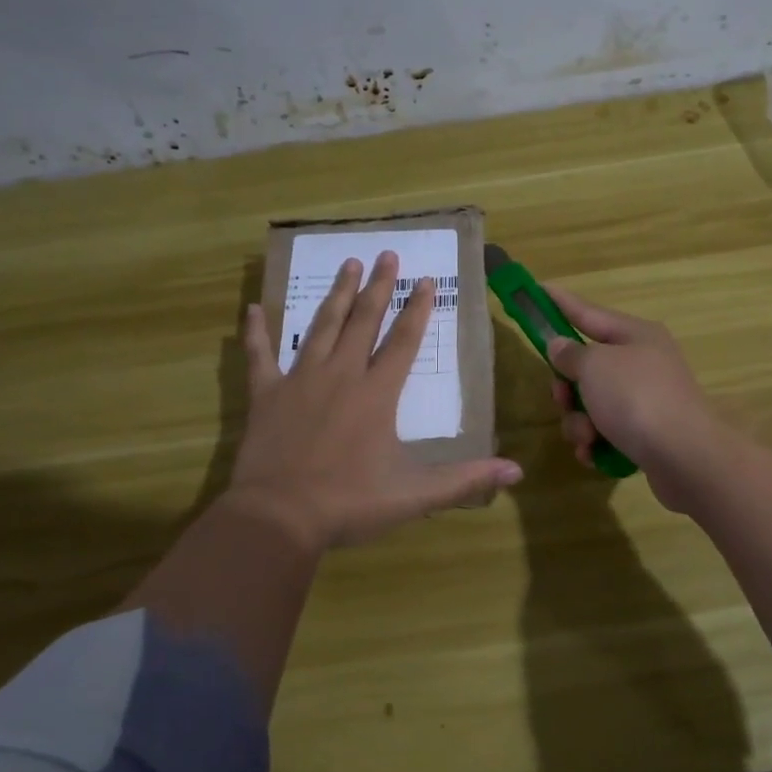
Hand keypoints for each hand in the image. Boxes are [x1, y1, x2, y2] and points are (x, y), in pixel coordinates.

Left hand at [229, 251, 522, 549]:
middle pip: (363, 321)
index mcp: (376, 394)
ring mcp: (300, 380)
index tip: (426, 279)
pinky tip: (255, 308)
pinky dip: (256, 332)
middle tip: (386, 254)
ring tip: (348, 264)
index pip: (403, 341)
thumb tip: (516, 470)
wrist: (280, 517)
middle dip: (378, 287)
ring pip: (321, 327)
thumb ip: (465, 480)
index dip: (417, 309)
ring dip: (337, 295)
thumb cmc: (349, 503)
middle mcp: (341, 375)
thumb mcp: (415, 495)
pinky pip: (259, 356)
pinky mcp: (266, 395)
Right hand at [543, 286, 737, 512]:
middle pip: (587, 366)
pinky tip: (594, 454)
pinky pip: (605, 432)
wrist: (685, 457)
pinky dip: (595, 442)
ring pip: (592, 403)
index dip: (559, 303)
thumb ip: (570, 354)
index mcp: (635, 335)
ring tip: (588, 436)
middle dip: (567, 387)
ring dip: (579, 422)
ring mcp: (646, 400)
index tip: (537, 289)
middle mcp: (642, 363)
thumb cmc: (636, 398)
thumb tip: (560, 345)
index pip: (587, 312)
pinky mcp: (645, 434)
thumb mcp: (595, 366)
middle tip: (562, 398)